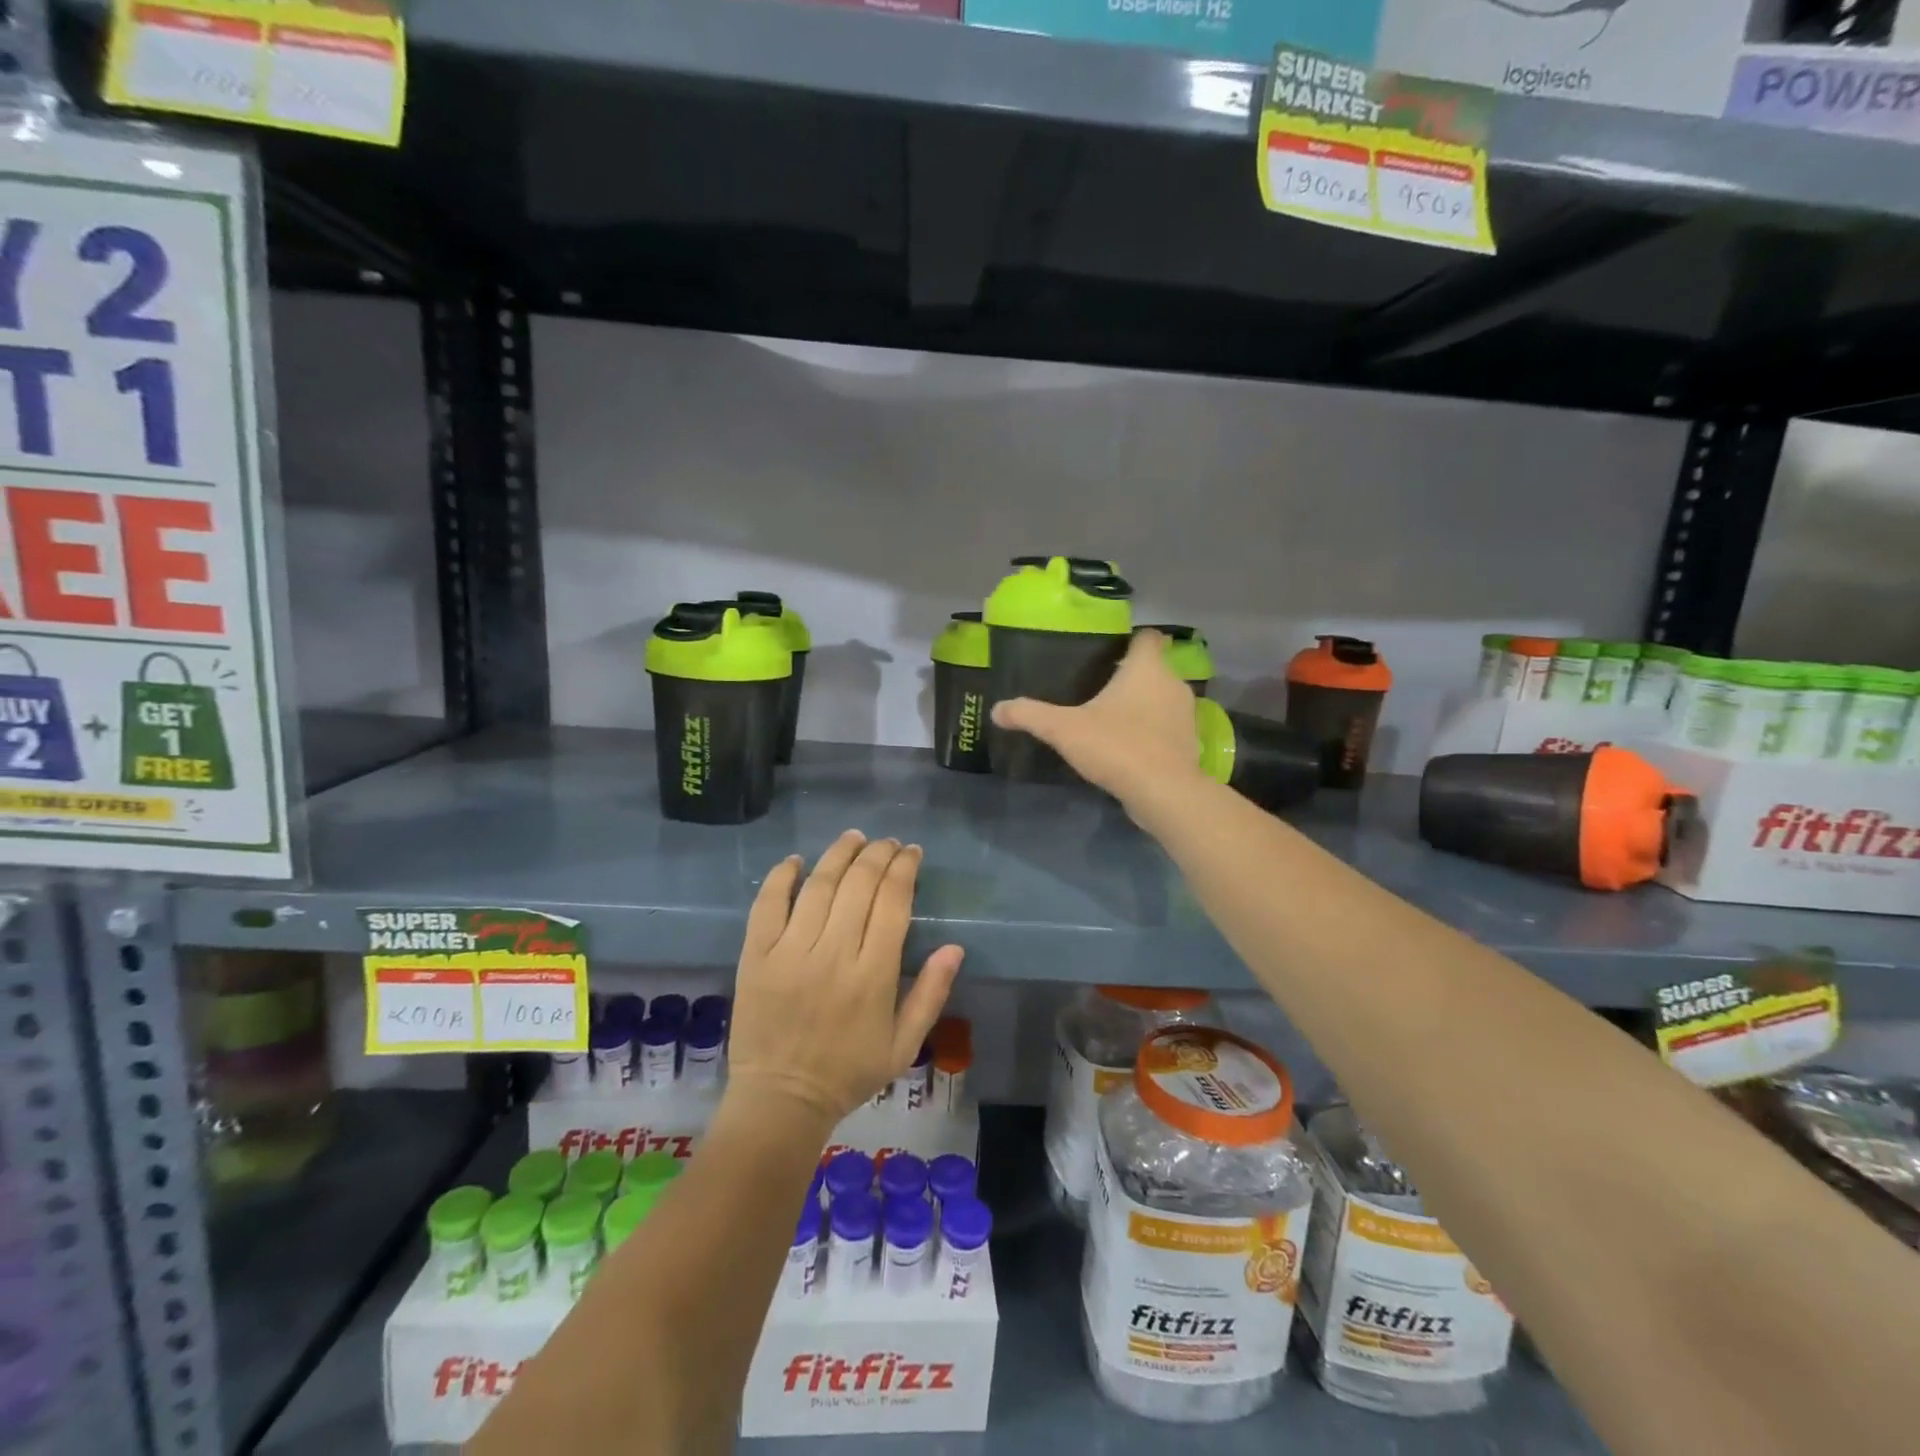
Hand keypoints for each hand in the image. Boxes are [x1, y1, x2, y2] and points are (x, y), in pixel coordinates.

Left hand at [727, 832, 963, 1125]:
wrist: (781, 1100)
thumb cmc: (849, 1072)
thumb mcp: (905, 1043)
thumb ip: (932, 993)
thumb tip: (954, 946)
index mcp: (874, 975)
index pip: (893, 902)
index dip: (904, 869)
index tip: (911, 852)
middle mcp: (834, 954)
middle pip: (859, 884)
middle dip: (878, 854)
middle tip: (887, 843)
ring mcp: (791, 952)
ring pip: (818, 886)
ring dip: (839, 854)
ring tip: (853, 838)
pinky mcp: (756, 956)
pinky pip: (768, 905)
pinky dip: (782, 877)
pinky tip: (797, 861)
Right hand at [990, 629, 1203, 817]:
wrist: (1164, 792)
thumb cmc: (1116, 746)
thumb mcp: (1064, 729)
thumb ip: (1030, 715)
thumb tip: (997, 710)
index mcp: (1147, 668)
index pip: (1147, 637)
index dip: (1130, 640)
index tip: (1109, 652)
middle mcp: (1172, 683)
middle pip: (1155, 668)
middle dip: (1132, 676)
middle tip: (1100, 687)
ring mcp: (1186, 715)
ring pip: (1163, 698)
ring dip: (1144, 705)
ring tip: (1113, 718)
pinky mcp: (1189, 743)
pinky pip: (1167, 728)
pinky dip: (1152, 732)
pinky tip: (1129, 746)